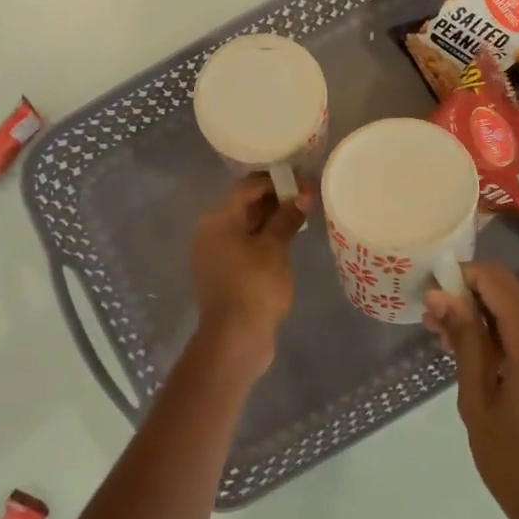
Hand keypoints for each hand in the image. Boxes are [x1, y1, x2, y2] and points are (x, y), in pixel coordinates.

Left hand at [189, 174, 312, 369]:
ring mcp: (214, 255)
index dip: (278, 181)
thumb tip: (303, 195)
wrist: (234, 337)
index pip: (248, 187)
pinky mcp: (222, 274)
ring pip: (246, 228)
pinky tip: (286, 244)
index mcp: (218, 218)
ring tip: (301, 220)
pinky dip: (263, 240)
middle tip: (308, 200)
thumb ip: (287, 217)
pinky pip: (244, 247)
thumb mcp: (275, 248)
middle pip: (245, 206)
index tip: (305, 182)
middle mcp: (210, 231)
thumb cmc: (254, 285)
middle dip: (276, 200)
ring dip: (272, 221)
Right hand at [424, 263, 518, 518]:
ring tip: (446, 339)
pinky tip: (477, 356)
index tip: (431, 293)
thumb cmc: (515, 462)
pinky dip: (505, 334)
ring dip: (486, 316)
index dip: (463, 276)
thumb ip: (465, 340)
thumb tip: (441, 294)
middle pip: (512, 292)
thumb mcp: (478, 400)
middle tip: (432, 319)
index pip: (498, 281)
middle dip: (471, 296)